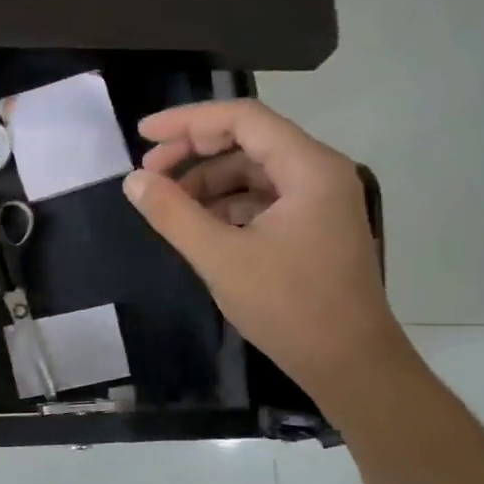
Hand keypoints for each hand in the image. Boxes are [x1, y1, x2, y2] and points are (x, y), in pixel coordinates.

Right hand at [122, 100, 406, 402]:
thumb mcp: (220, 258)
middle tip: (148, 173)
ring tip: (168, 204)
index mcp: (309, 168)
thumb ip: (173, 214)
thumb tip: (134, 180)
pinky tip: (199, 225)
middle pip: (248, 140)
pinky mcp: (314, 226)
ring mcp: (320, 201)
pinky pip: (263, 198)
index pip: (243, 119)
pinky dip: (227, 203)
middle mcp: (320, 173)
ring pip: (254, 171)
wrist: (349, 364)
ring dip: (208, 181)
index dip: (188, 121)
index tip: (143, 135)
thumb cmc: (288, 307)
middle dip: (194, 151)